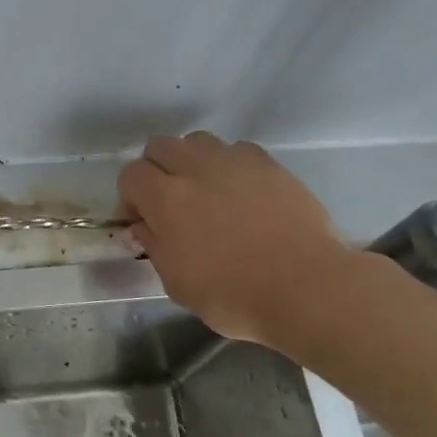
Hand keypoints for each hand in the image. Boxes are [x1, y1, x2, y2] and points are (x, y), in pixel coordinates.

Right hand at [118, 132, 355, 354]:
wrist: (306, 288)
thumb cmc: (234, 295)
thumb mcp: (177, 283)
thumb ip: (155, 247)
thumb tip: (144, 226)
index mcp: (167, 200)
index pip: (131, 175)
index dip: (130, 197)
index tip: (141, 222)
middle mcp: (197, 169)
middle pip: (160, 146)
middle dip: (156, 170)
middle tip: (167, 203)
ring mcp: (236, 162)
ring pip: (198, 142)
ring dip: (191, 162)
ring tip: (204, 192)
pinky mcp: (270, 165)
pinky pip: (237, 150)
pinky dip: (229, 165)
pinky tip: (240, 193)